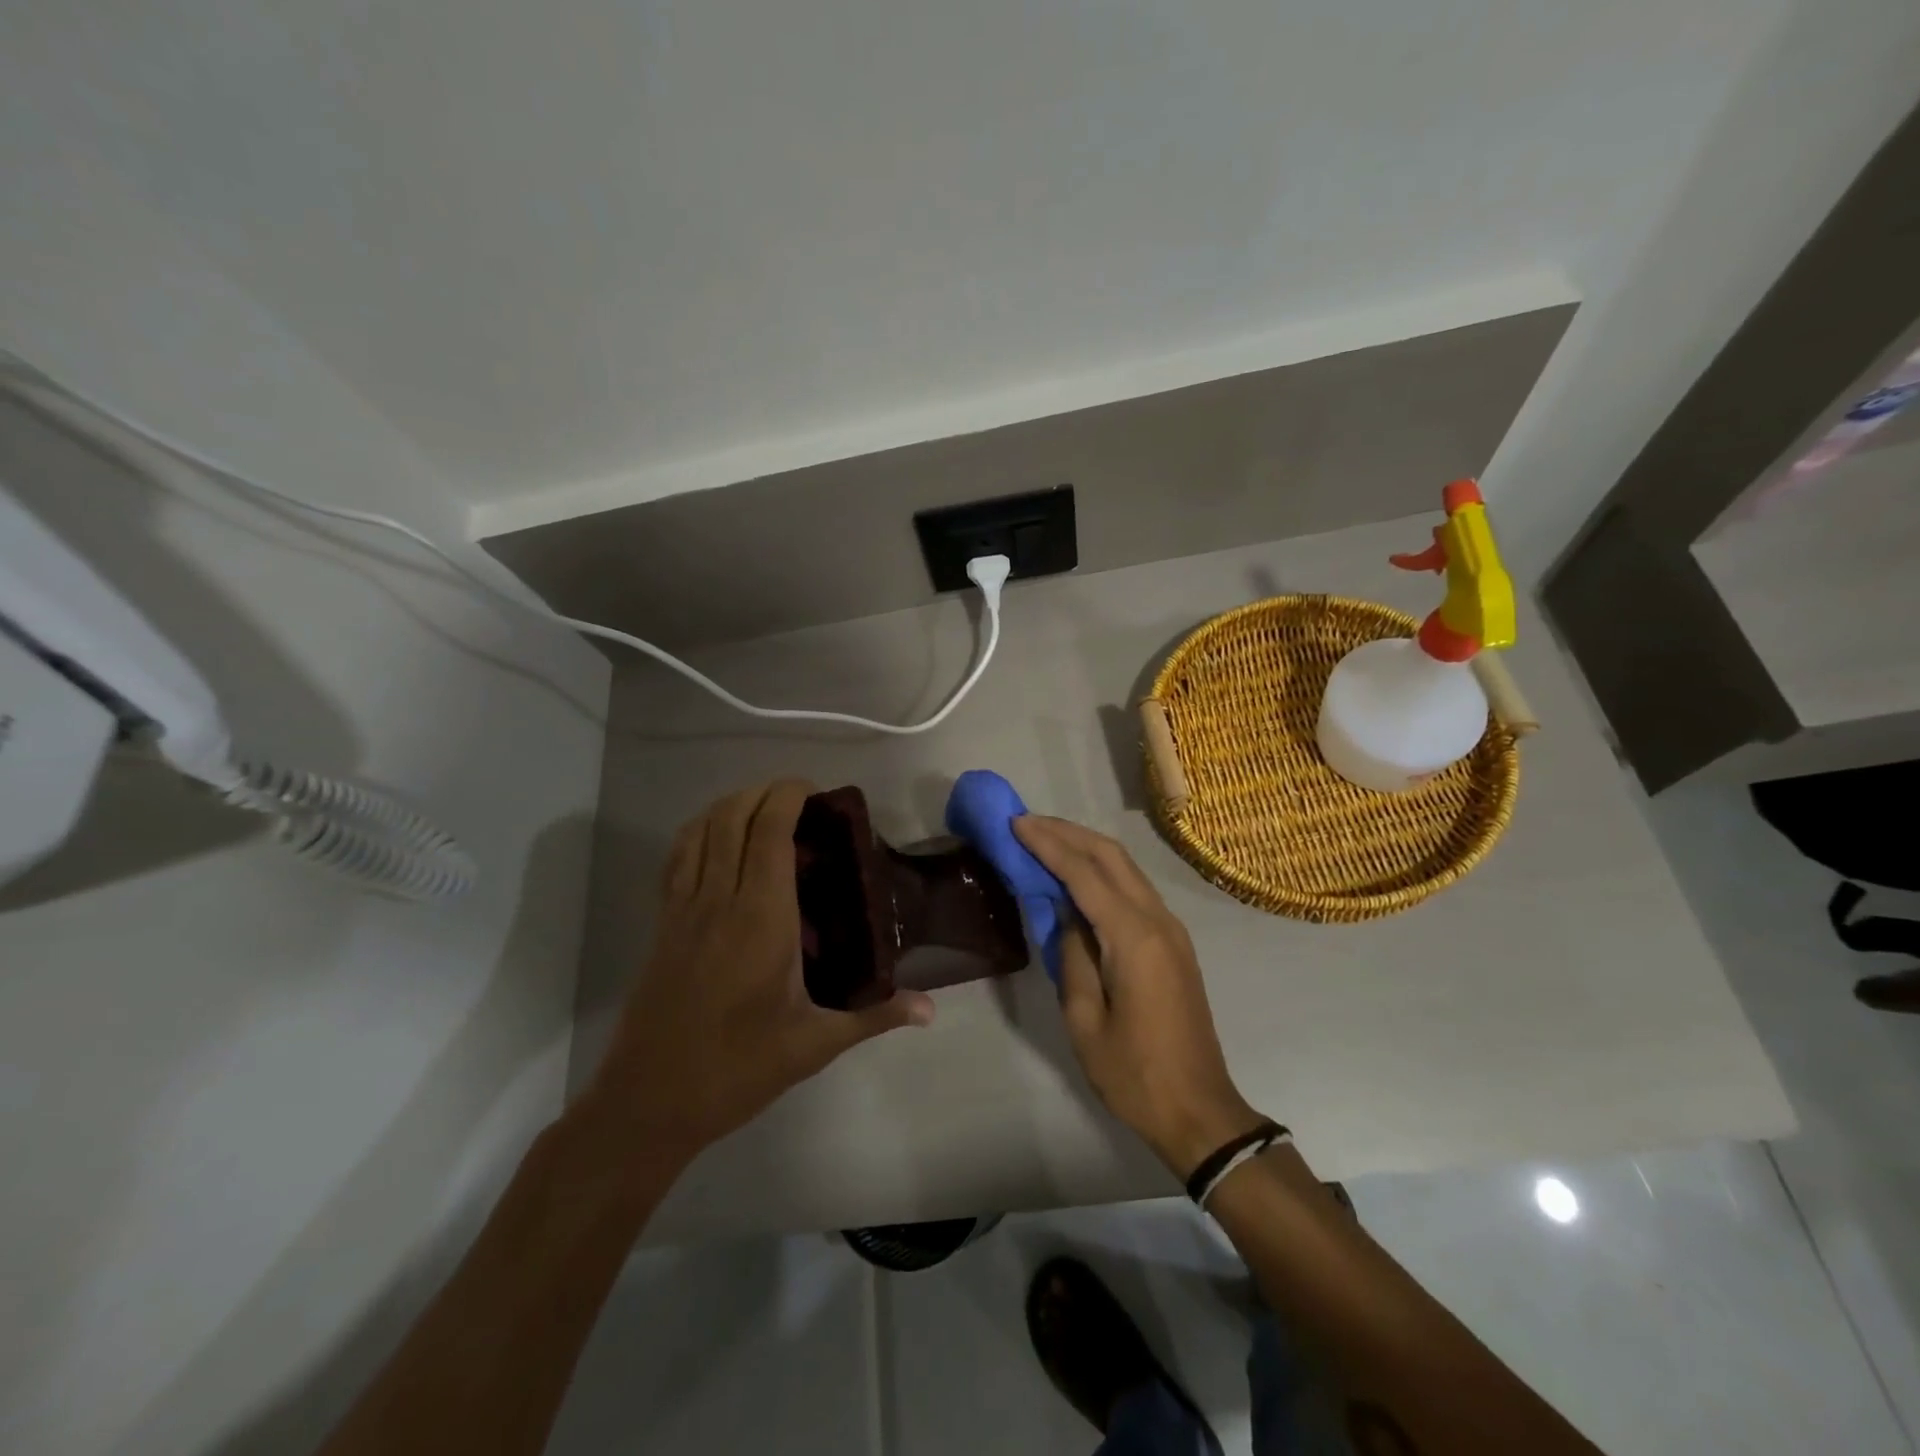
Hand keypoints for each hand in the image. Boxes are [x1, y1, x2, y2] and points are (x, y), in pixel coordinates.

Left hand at [583, 780, 934, 1161]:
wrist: (648, 1101)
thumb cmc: (737, 1069)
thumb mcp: (814, 1044)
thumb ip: (875, 1017)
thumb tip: (930, 1010)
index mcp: (762, 917)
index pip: (770, 831)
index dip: (789, 796)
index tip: (817, 793)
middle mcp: (720, 899)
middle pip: (733, 816)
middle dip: (765, 792)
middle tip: (800, 801)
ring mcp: (684, 909)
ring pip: (701, 829)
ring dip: (731, 805)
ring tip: (763, 811)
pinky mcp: (663, 924)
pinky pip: (677, 857)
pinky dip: (699, 831)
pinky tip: (717, 842)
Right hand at [1013, 816, 1263, 1178]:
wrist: (1199, 1111)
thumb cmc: (1133, 1074)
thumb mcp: (1085, 1019)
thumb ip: (1071, 955)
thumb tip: (1064, 913)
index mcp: (1134, 938)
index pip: (1084, 874)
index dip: (1048, 844)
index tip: (1015, 823)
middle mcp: (1158, 920)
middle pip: (1111, 856)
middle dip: (1067, 833)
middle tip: (1026, 823)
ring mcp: (1171, 929)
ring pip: (1126, 868)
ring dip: (1085, 847)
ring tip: (1045, 840)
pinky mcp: (1173, 942)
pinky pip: (1134, 890)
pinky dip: (1102, 872)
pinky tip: (1076, 877)